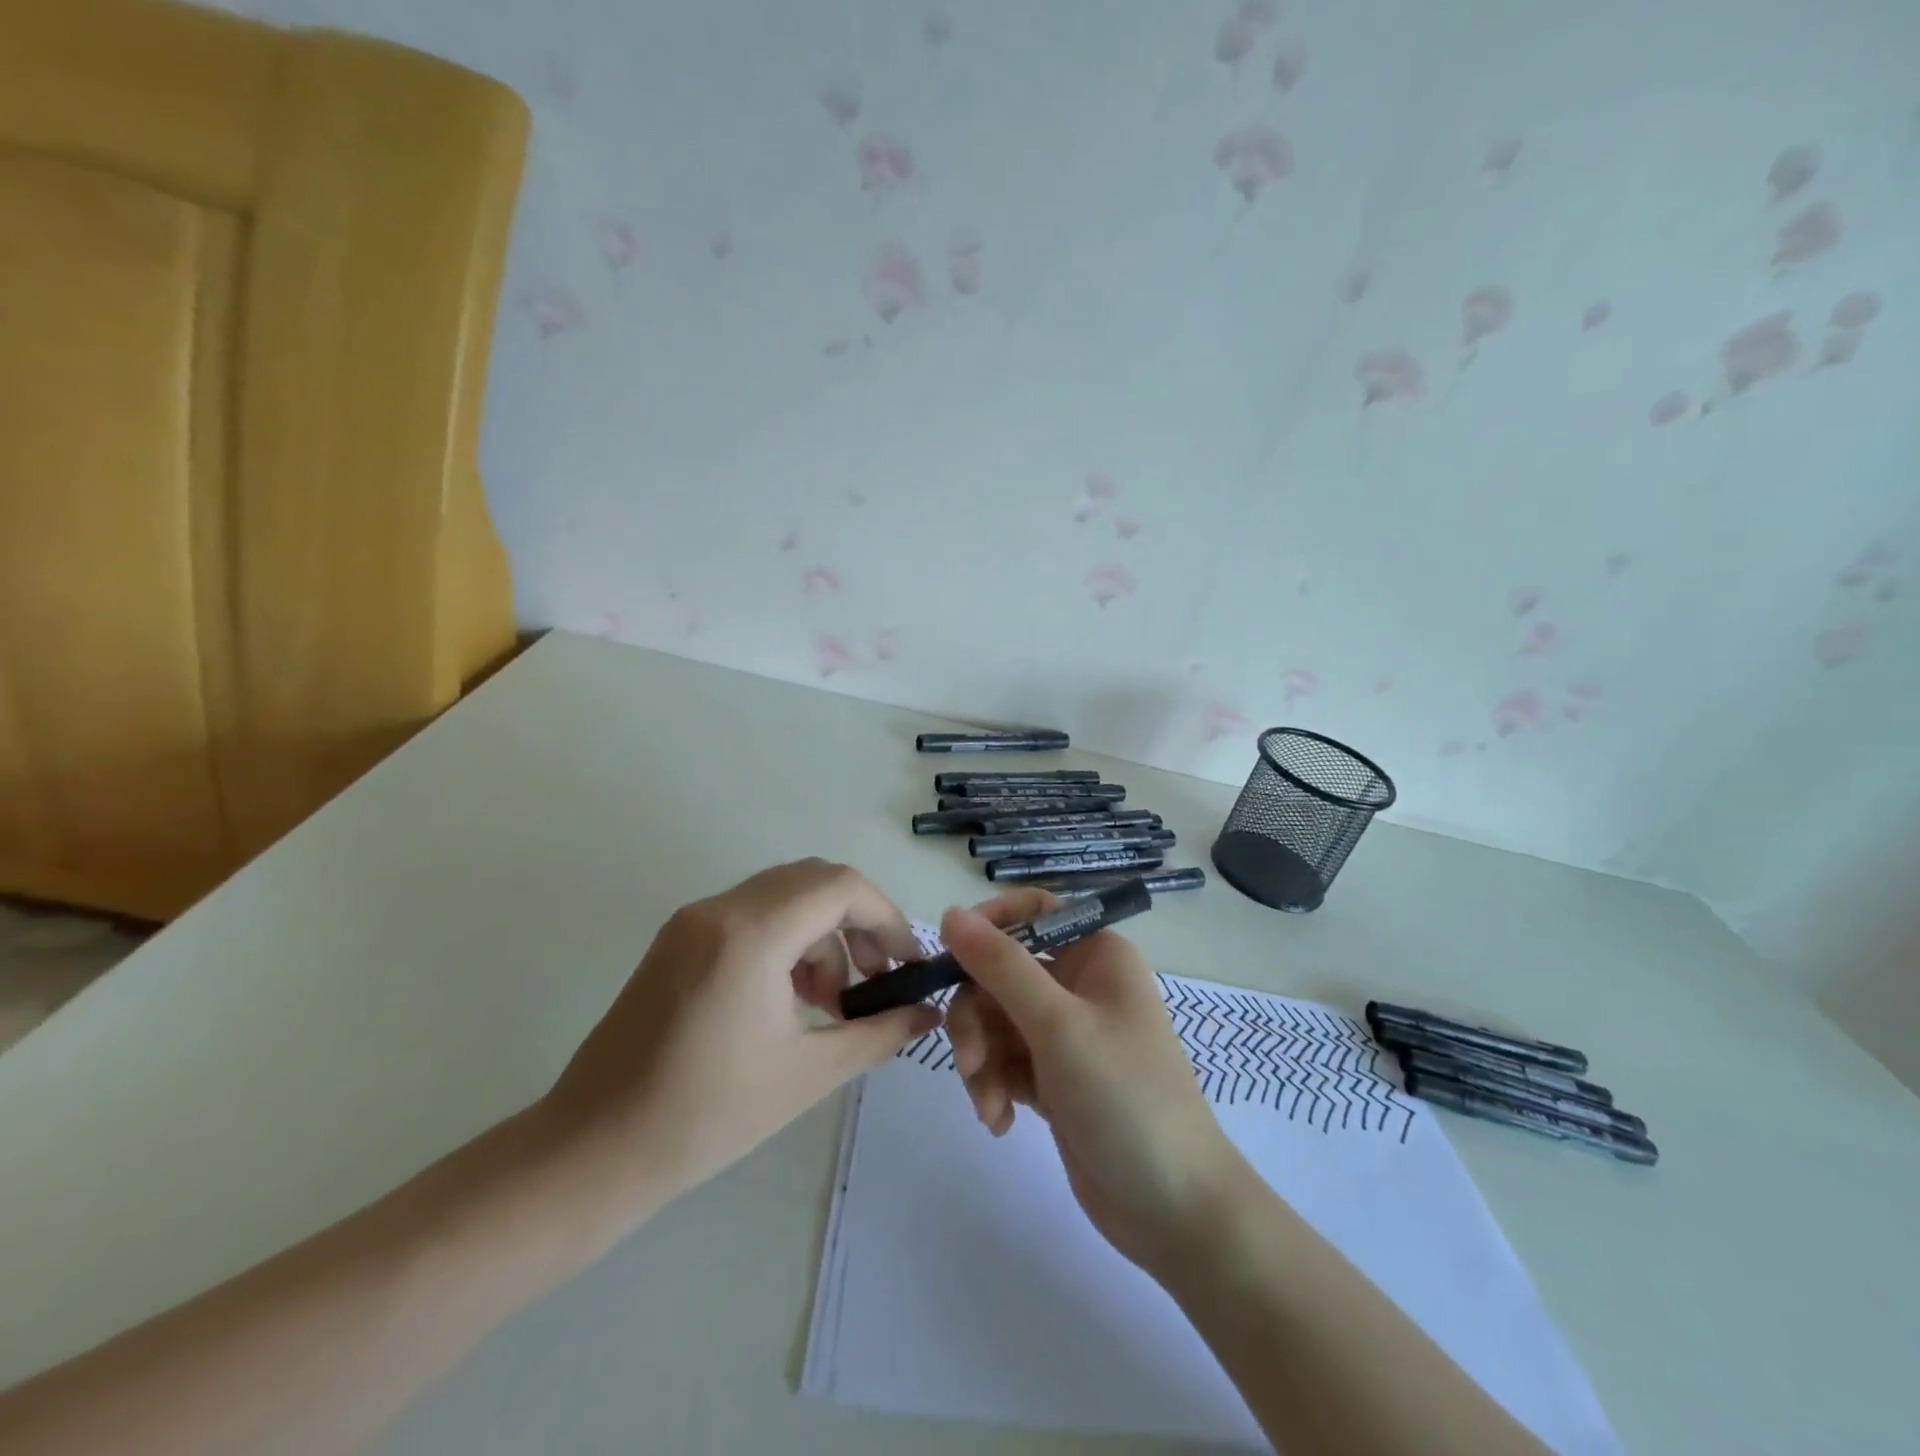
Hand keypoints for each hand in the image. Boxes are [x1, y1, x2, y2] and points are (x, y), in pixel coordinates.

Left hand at [543, 860, 940, 1215]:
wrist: (593, 1151)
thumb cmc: (707, 1116)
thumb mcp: (809, 1074)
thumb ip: (879, 1033)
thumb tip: (928, 1013)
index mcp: (752, 934)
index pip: (842, 886)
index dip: (886, 917)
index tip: (906, 963)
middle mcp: (721, 908)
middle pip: (815, 881)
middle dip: (858, 923)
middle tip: (877, 979)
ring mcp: (693, 919)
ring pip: (784, 895)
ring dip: (822, 934)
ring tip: (832, 1001)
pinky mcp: (678, 938)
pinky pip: (752, 915)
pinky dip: (787, 940)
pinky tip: (792, 997)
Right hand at [942, 892, 1248, 1276]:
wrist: (1174, 1209)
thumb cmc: (1124, 1097)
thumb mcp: (1057, 1024)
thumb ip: (1000, 965)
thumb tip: (951, 912)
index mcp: (1095, 953)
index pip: (1033, 911)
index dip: (988, 924)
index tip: (950, 955)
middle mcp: (1079, 983)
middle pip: (1001, 971)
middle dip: (977, 1016)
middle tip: (972, 1059)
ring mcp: (1065, 1033)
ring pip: (995, 1019)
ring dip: (981, 1059)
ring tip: (990, 1104)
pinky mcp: (1053, 1077)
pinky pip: (1004, 1060)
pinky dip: (994, 1085)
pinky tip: (1000, 1121)